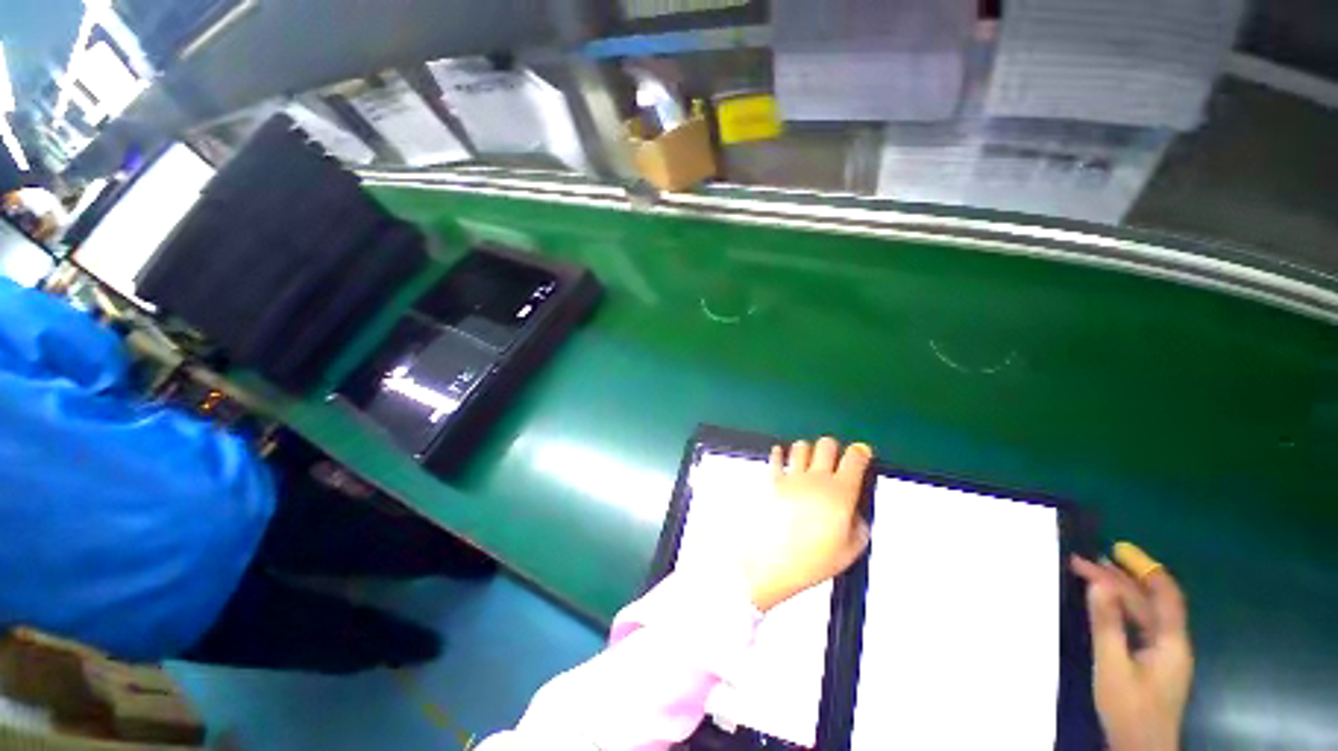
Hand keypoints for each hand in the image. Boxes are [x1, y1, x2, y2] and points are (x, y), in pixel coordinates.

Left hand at [744, 438, 872, 610]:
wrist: (769, 562)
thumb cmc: (809, 562)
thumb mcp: (849, 552)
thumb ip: (859, 527)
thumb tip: (855, 512)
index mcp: (840, 494)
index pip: (855, 457)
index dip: (860, 452)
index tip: (860, 454)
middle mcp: (816, 479)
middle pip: (827, 444)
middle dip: (832, 449)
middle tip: (832, 462)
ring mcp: (791, 476)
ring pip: (802, 445)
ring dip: (807, 451)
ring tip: (807, 464)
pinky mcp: (770, 478)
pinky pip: (776, 455)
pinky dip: (780, 454)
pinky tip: (783, 460)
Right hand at [1071, 544, 1192, 750]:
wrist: (1139, 750)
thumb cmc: (1129, 709)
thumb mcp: (1112, 667)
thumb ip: (1107, 625)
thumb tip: (1099, 583)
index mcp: (1170, 641)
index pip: (1165, 594)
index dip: (1145, 568)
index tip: (1116, 548)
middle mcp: (1172, 642)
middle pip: (1150, 602)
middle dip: (1120, 578)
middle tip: (1082, 561)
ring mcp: (1163, 655)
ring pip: (1144, 613)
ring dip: (1119, 592)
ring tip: (1090, 575)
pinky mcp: (1152, 664)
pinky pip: (1139, 626)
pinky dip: (1121, 609)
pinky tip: (1105, 605)